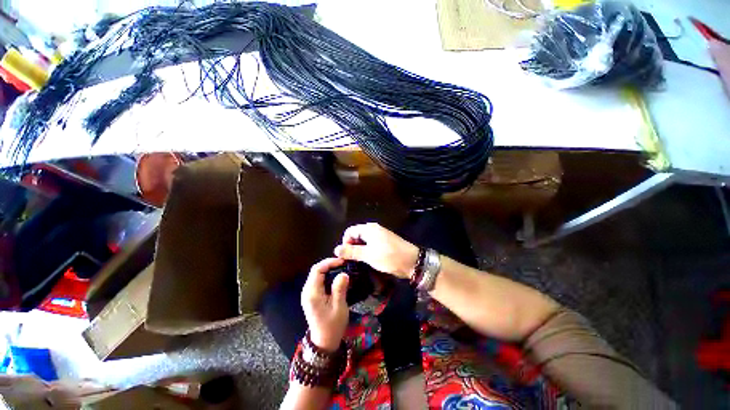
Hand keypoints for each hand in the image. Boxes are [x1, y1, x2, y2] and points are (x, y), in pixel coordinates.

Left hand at [301, 258, 349, 351]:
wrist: (324, 342)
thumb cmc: (333, 326)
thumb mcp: (339, 307)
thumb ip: (340, 289)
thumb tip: (343, 273)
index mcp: (312, 294)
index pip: (317, 270)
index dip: (329, 262)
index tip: (342, 262)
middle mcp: (307, 291)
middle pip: (316, 270)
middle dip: (330, 264)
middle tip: (344, 264)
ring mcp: (308, 294)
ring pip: (317, 274)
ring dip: (329, 269)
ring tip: (342, 268)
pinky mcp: (311, 296)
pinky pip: (318, 280)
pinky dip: (327, 275)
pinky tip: (336, 277)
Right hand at [334, 223, 418, 279]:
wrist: (412, 261)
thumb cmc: (389, 257)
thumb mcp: (368, 255)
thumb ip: (351, 252)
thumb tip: (336, 249)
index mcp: (368, 229)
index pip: (350, 231)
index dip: (345, 243)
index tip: (345, 256)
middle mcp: (373, 229)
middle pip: (356, 235)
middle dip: (352, 247)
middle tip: (351, 261)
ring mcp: (380, 235)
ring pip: (363, 241)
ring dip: (359, 250)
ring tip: (358, 262)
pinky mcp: (385, 242)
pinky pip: (371, 244)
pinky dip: (367, 251)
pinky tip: (368, 260)